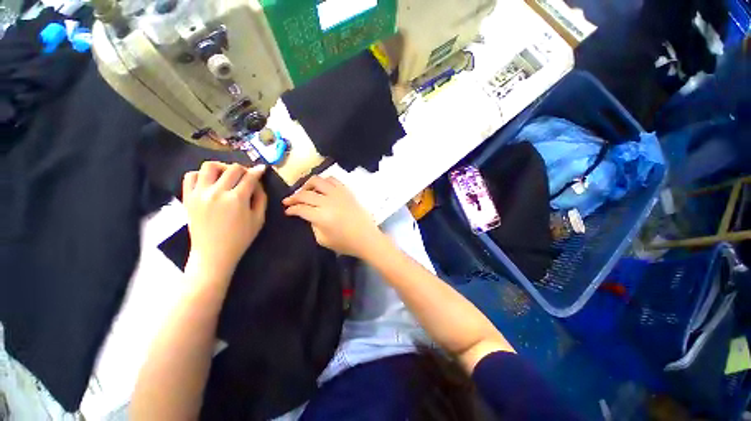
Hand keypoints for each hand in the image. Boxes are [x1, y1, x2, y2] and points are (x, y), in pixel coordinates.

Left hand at [183, 162, 266, 279]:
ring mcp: (200, 194)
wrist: (213, 254)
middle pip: (232, 169)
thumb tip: (258, 184)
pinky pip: (190, 176)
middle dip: (243, 169)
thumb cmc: (240, 238)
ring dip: (222, 167)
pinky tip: (209, 181)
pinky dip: (200, 174)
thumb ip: (261, 198)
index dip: (258, 171)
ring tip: (227, 175)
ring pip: (209, 166)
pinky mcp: (188, 198)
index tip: (262, 169)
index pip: (250, 177)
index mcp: (237, 199)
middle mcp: (217, 192)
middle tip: (247, 175)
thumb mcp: (259, 219)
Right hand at [283, 176, 382, 258]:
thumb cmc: (345, 243)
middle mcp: (328, 201)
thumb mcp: (323, 240)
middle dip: (293, 197)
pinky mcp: (347, 192)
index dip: (291, 209)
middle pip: (306, 194)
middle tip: (288, 201)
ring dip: (307, 185)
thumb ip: (313, 225)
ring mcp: (339, 194)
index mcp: (321, 216)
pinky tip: (321, 188)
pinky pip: (333, 180)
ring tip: (304, 191)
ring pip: (318, 181)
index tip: (287, 211)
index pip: (301, 208)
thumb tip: (309, 215)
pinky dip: (324, 181)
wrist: (367, 238)